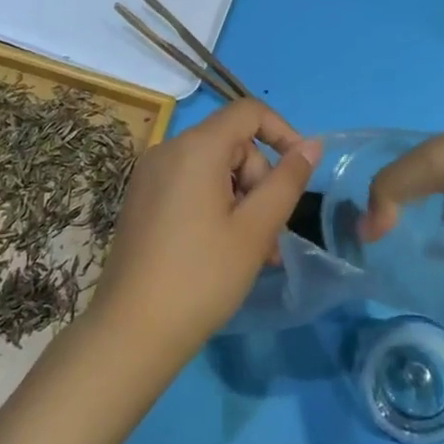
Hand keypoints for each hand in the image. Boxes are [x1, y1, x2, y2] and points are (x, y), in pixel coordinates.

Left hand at [91, 100, 321, 369]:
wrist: (131, 332)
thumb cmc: (202, 277)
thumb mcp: (255, 229)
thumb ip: (287, 181)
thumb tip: (312, 144)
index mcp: (195, 148)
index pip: (248, 112)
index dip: (282, 132)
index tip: (301, 172)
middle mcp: (167, 150)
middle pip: (232, 144)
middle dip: (260, 183)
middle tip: (272, 237)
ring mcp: (150, 175)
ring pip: (213, 170)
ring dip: (241, 202)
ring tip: (256, 255)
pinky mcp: (142, 199)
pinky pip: (190, 186)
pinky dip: (215, 207)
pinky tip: (225, 251)